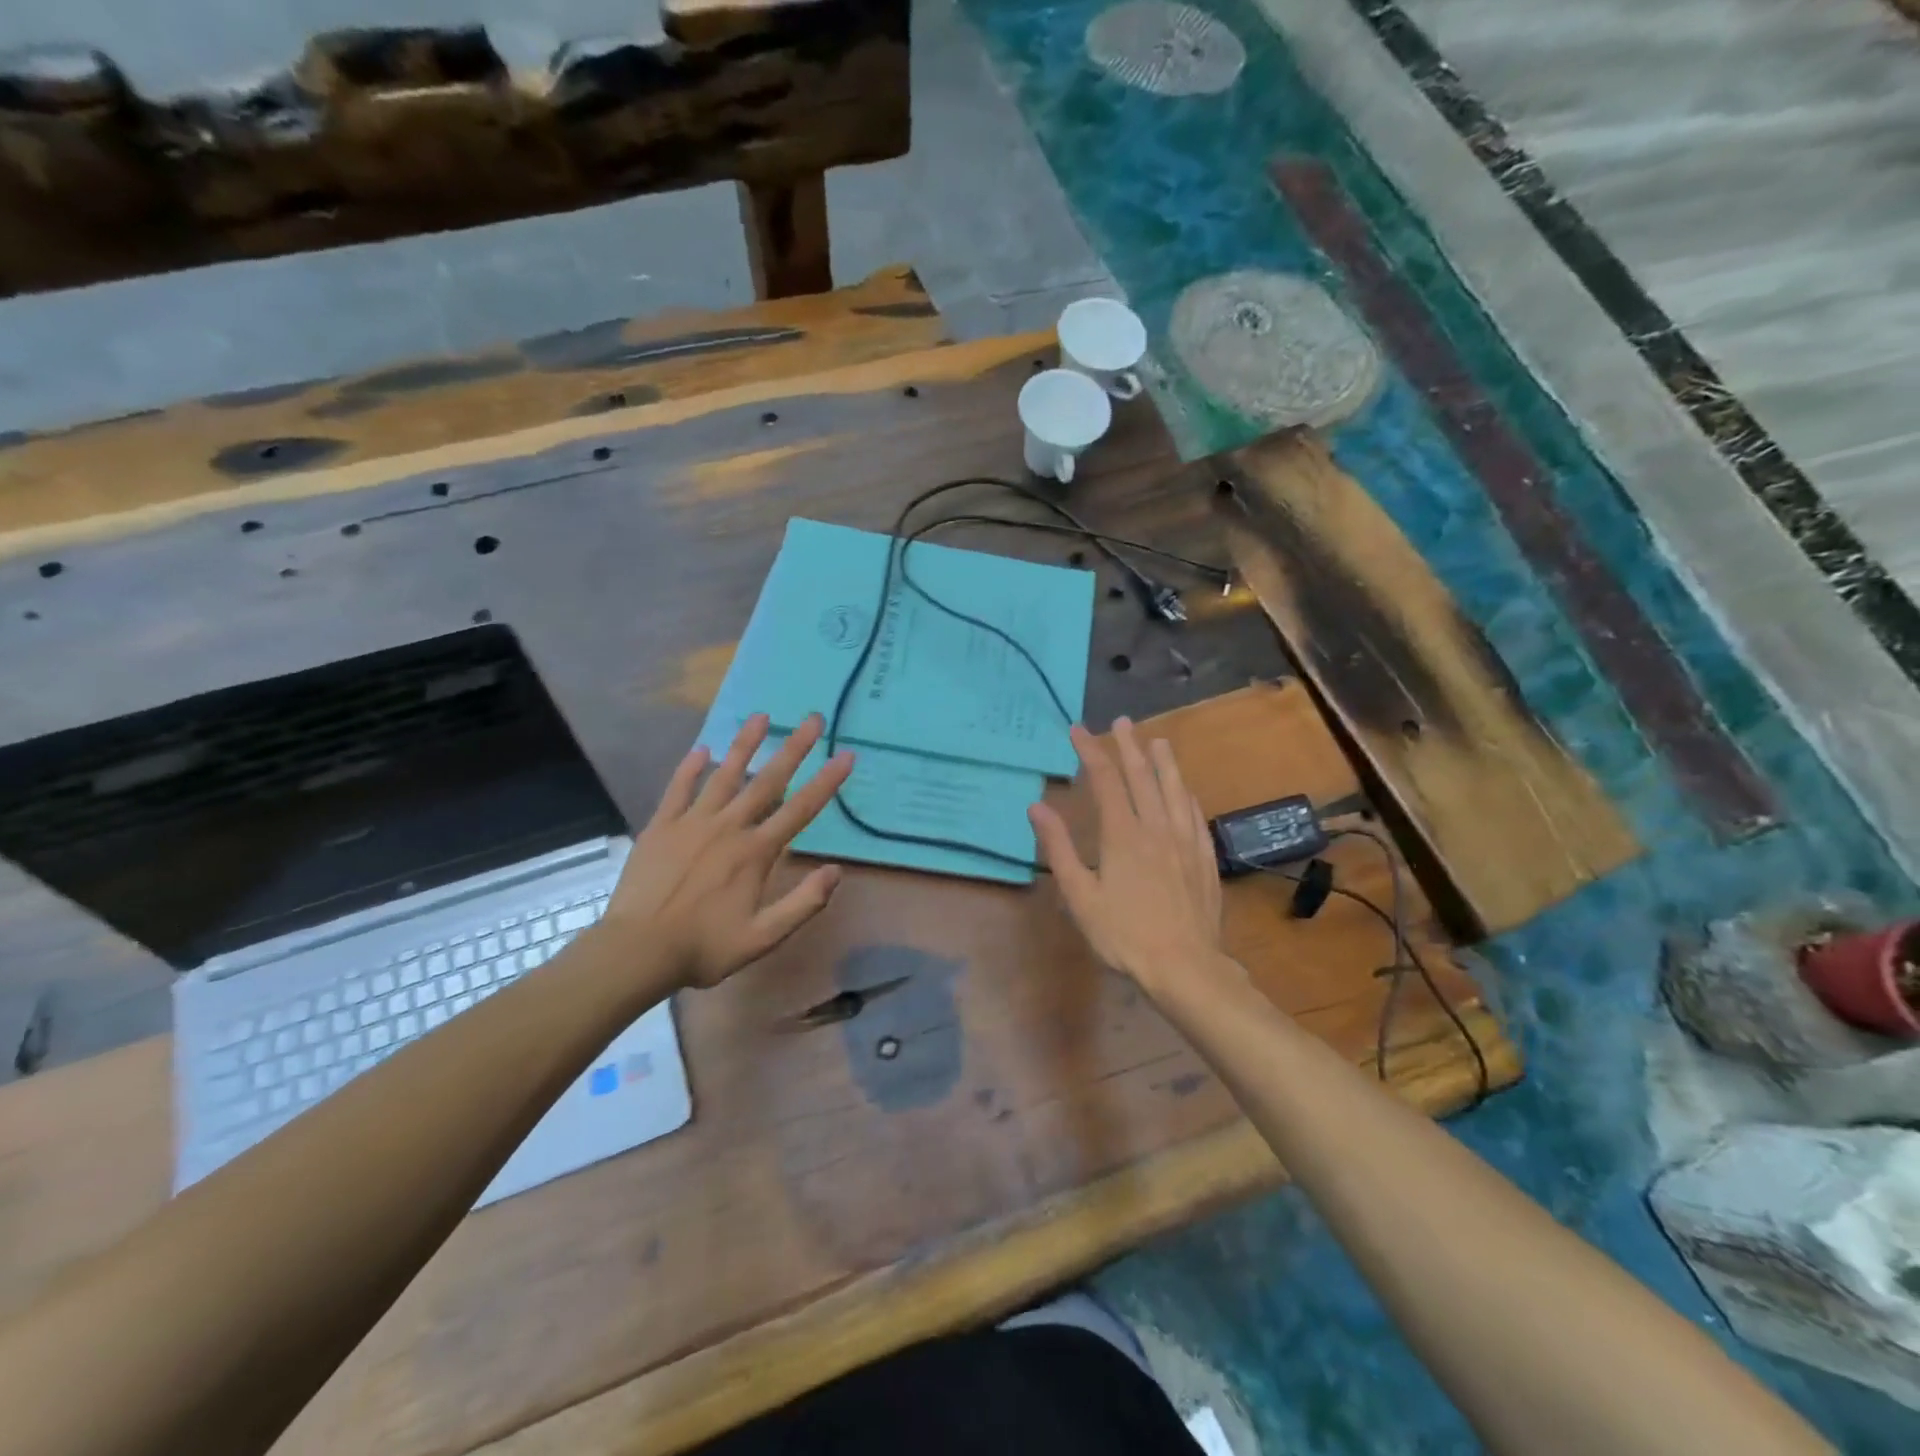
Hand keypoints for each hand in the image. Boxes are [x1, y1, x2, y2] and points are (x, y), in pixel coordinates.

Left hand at [602, 713, 853, 988]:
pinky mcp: (661, 827)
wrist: (637, 951)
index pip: (800, 809)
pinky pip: (678, 789)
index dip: (827, 781)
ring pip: (724, 775)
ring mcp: (692, 823)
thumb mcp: (763, 937)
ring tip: (761, 716)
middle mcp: (729, 827)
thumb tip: (836, 871)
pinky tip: (701, 749)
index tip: (846, 755)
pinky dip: (690, 768)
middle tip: (813, 719)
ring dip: (745, 745)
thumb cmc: (704, 947)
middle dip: (794, 748)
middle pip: (768, 780)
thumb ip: (803, 904)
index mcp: (756, 852)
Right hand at [1029, 718, 1229, 996]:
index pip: (1105, 780)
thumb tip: (1037, 807)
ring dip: (1165, 762)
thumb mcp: (1080, 895)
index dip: (1091, 751)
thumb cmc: (1124, 934)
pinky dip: (1187, 796)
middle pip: (1143, 776)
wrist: (1185, 966)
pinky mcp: (1204, 859)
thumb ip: (1059, 848)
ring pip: (1175, 790)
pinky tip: (1186, 792)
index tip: (1078, 729)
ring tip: (1159, 740)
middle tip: (1121, 721)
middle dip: (1129, 746)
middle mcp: (1156, 828)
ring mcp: (1185, 842)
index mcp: (1123, 834)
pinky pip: (1195, 816)